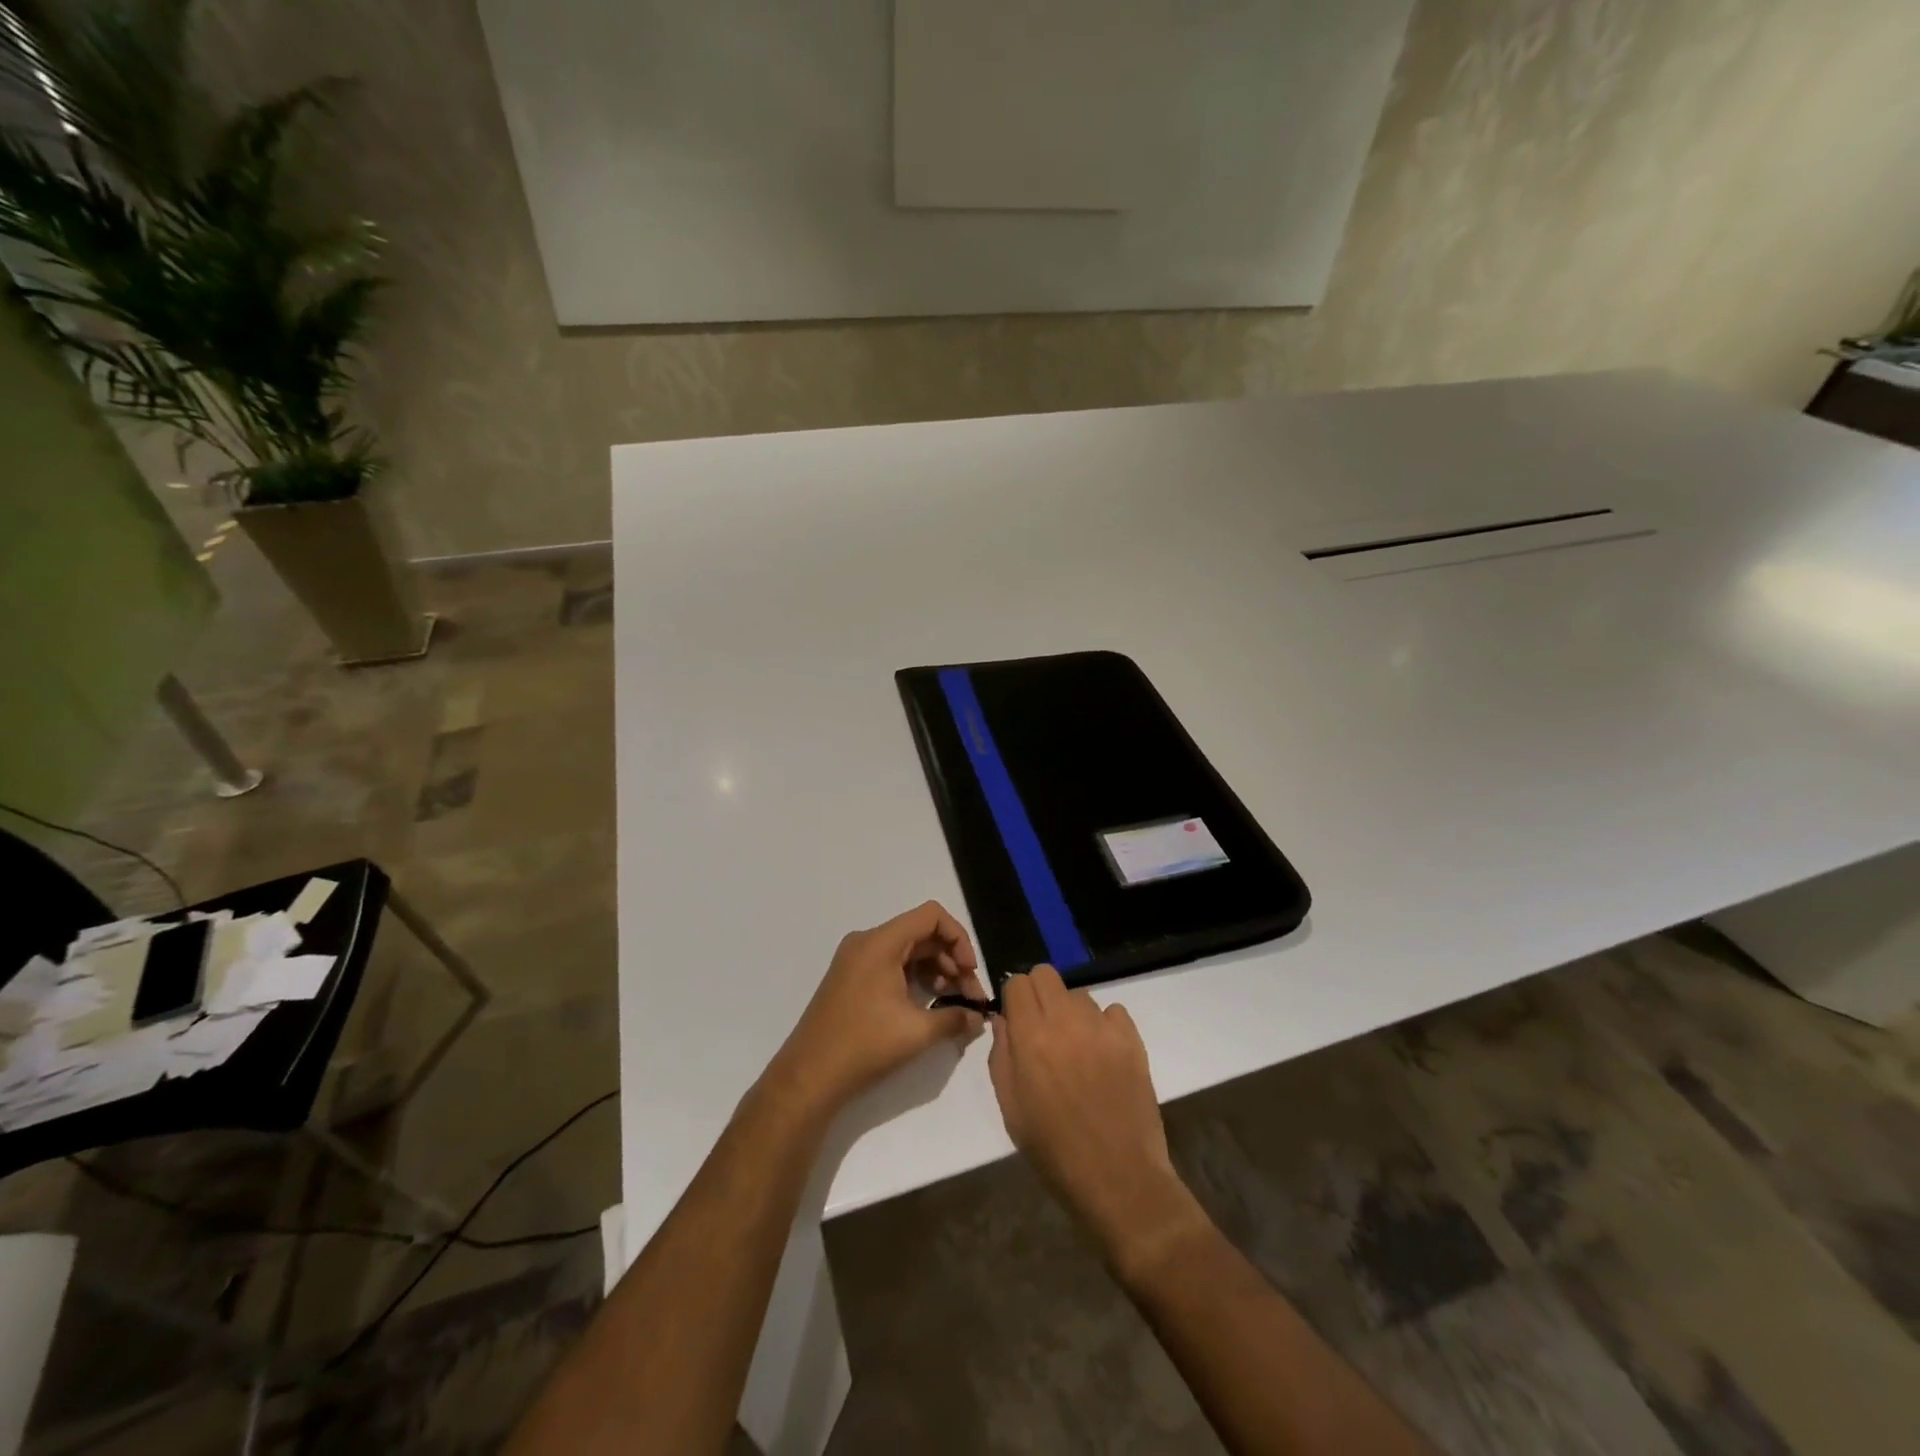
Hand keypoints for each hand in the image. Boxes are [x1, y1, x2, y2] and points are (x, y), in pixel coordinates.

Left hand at [765, 901, 986, 1112]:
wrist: (809, 1076)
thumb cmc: (864, 1045)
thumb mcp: (917, 1032)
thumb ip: (955, 1018)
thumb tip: (979, 1019)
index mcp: (880, 942)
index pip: (931, 916)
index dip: (959, 938)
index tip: (970, 971)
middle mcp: (867, 942)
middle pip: (921, 933)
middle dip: (951, 960)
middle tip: (970, 996)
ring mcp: (856, 960)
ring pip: (908, 950)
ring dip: (936, 970)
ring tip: (953, 1003)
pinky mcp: (851, 978)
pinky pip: (891, 964)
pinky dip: (915, 978)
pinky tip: (928, 1005)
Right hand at [988, 967, 1206, 1273]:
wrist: (1118, 1178)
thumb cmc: (1054, 1150)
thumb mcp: (1011, 1108)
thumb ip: (1002, 1055)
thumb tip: (1004, 1020)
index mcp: (1030, 1037)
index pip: (1018, 983)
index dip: (1014, 999)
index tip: (1017, 1022)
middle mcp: (1066, 1021)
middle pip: (1047, 974)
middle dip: (1039, 994)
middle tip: (1041, 1028)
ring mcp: (1102, 1027)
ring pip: (1079, 994)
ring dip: (1071, 1012)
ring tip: (1075, 1048)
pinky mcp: (1132, 1039)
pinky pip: (1113, 1011)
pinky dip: (1104, 1025)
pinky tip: (1103, 1056)